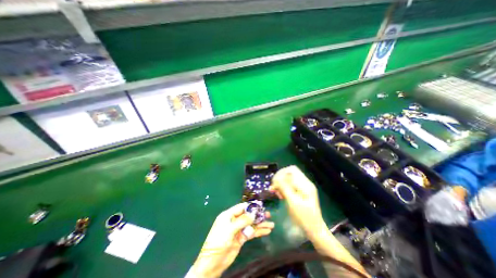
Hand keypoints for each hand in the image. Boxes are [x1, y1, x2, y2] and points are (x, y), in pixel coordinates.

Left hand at [191, 202, 275, 277]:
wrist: (213, 263)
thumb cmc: (218, 242)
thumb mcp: (229, 230)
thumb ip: (242, 221)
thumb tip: (253, 214)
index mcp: (229, 215)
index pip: (241, 207)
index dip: (251, 206)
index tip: (261, 206)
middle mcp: (234, 220)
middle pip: (248, 215)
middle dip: (258, 215)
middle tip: (268, 214)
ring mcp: (239, 229)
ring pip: (251, 224)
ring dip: (260, 224)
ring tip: (271, 224)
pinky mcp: (242, 238)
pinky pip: (251, 232)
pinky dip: (259, 231)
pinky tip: (267, 231)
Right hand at [270, 166, 326, 239]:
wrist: (314, 230)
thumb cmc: (304, 217)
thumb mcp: (293, 203)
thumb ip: (285, 188)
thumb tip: (277, 178)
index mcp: (305, 184)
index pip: (291, 170)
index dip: (281, 173)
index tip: (274, 182)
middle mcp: (305, 183)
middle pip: (289, 173)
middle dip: (280, 178)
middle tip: (273, 188)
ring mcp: (303, 187)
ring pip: (288, 179)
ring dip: (280, 184)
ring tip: (276, 193)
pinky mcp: (300, 192)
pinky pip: (290, 185)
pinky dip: (283, 188)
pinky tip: (280, 195)